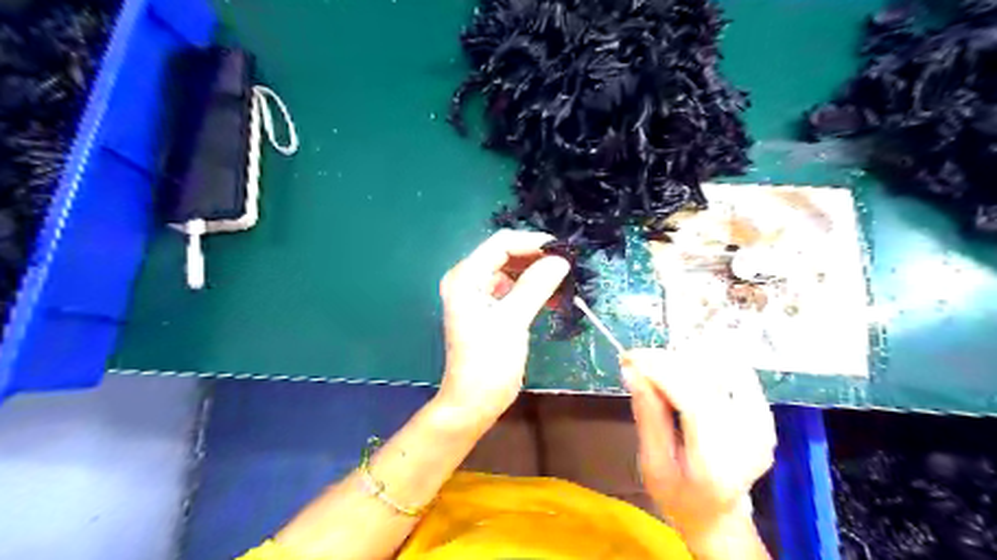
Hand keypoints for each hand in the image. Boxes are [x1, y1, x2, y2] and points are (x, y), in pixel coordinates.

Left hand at [438, 231, 567, 430]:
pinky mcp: (487, 308)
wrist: (474, 402)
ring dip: (537, 274)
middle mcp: (468, 279)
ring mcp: (477, 294)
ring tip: (564, 283)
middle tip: (568, 266)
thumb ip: (535, 286)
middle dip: (537, 258)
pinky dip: (532, 290)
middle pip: (505, 255)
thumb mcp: (513, 321)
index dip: (533, 243)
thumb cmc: (489, 362)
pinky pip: (512, 289)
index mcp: (466, 277)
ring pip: (511, 271)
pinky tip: (553, 298)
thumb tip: (561, 260)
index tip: (563, 251)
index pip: (501, 244)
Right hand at [621, 346, 777, 545]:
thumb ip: (648, 417)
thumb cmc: (678, 495)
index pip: (693, 400)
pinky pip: (733, 369)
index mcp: (717, 462)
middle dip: (666, 360)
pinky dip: (703, 362)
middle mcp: (749, 438)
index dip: (660, 371)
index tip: (629, 358)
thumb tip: (633, 372)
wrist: (718, 513)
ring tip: (656, 369)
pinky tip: (682, 369)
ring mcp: (762, 422)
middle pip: (706, 378)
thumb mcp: (652, 465)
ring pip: (720, 367)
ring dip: (683, 358)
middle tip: (636, 361)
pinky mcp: (763, 410)